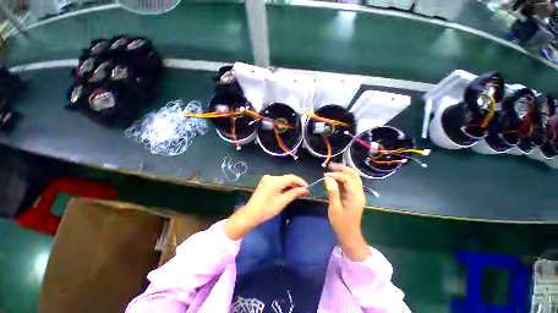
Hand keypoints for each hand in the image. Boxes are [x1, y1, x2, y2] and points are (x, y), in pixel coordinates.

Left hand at [224, 174, 307, 239]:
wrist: (251, 213)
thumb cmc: (267, 209)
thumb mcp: (282, 201)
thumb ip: (294, 193)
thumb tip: (305, 190)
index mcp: (275, 180)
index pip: (291, 177)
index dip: (300, 182)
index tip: (308, 188)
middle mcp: (271, 177)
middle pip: (287, 178)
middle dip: (296, 184)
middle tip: (304, 191)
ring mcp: (267, 179)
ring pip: (282, 179)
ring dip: (290, 185)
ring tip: (298, 191)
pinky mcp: (265, 182)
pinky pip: (277, 181)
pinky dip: (283, 185)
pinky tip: (288, 191)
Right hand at [324, 164, 370, 260]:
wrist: (349, 235)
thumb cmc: (341, 223)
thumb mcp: (334, 207)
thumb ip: (332, 192)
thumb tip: (328, 178)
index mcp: (356, 196)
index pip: (348, 179)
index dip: (336, 175)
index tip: (325, 175)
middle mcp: (359, 193)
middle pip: (354, 175)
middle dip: (343, 169)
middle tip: (331, 166)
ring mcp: (358, 194)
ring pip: (354, 177)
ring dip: (344, 171)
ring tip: (333, 169)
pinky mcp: (355, 196)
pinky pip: (351, 183)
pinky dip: (344, 177)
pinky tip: (336, 177)